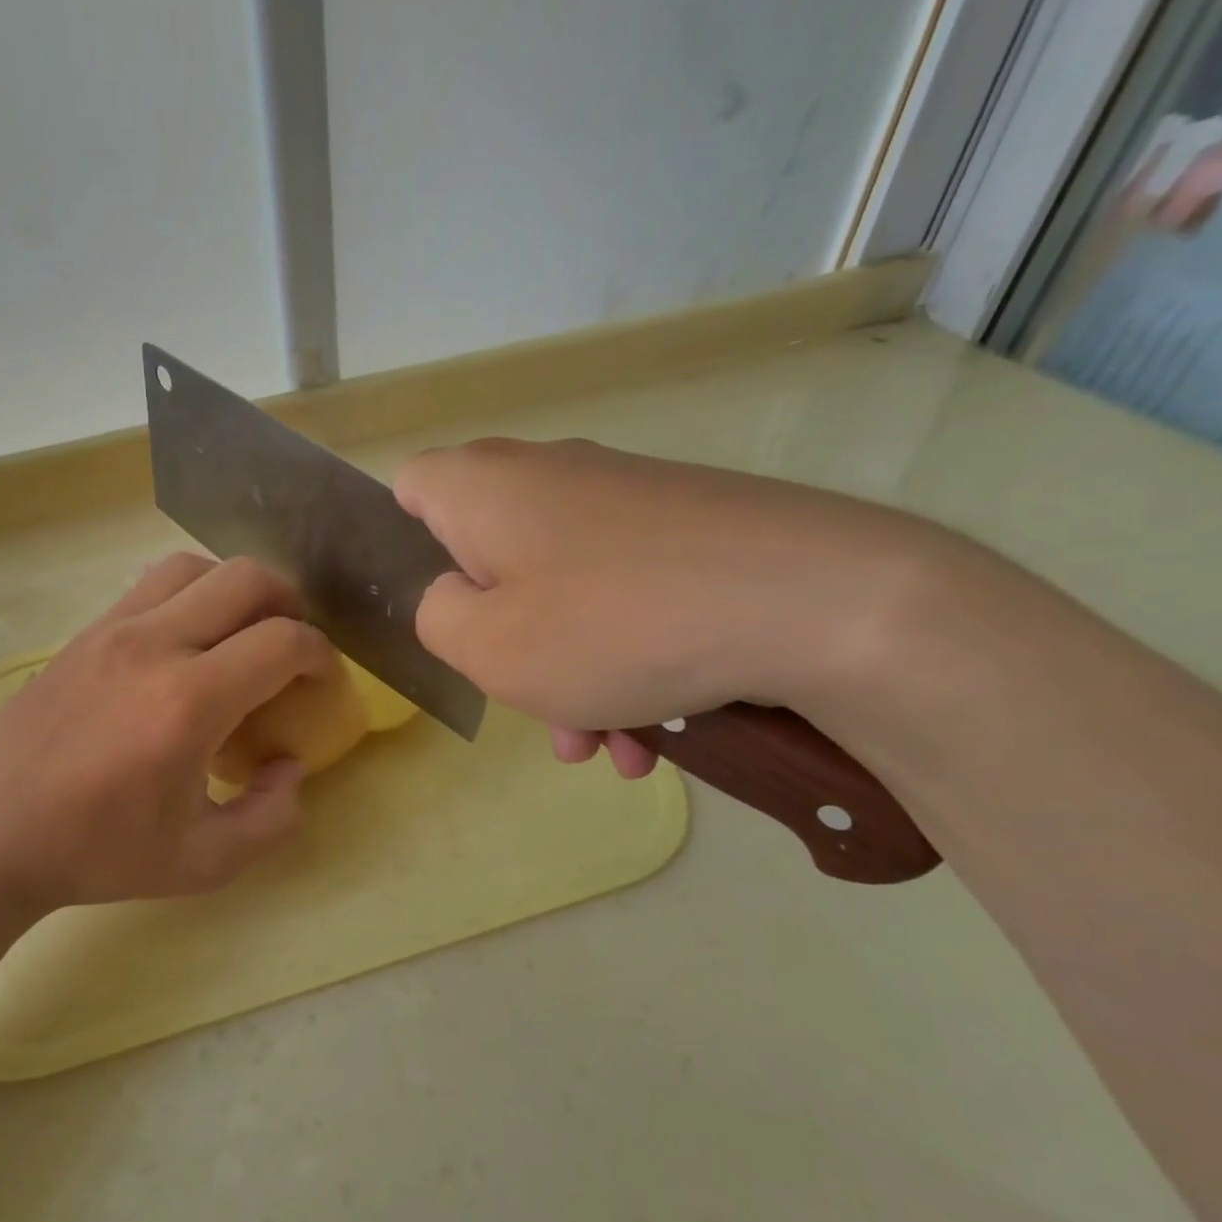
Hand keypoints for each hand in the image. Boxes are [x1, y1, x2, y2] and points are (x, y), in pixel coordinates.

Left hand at [0, 553, 336, 912]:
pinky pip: (152, 584)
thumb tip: (291, 767)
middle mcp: (155, 646)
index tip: (324, 681)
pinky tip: (187, 642)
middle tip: (292, 647)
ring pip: (195, 566)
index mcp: (188, 702)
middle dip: (289, 605)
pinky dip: (190, 594)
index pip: (282, 642)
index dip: (322, 655)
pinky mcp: (86, 631)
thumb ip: (269, 819)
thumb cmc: (94, 852)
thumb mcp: (200, 863)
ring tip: (242, 634)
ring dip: (235, 589)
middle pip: (246, 579)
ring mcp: (114, 628)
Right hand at [393, 438, 940, 774]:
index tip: (435, 611)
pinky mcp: (685, 526)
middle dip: (499, 639)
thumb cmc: (611, 624)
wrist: (817, 602)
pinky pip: (622, 594)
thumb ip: (434, 617)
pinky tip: (653, 731)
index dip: (403, 548)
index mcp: (483, 487)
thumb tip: (453, 596)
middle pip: (488, 557)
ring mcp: (622, 498)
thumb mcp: (486, 646)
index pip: (408, 489)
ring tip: (604, 746)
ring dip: (567, 671)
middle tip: (526, 703)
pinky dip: (622, 657)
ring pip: (560, 589)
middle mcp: (547, 475)